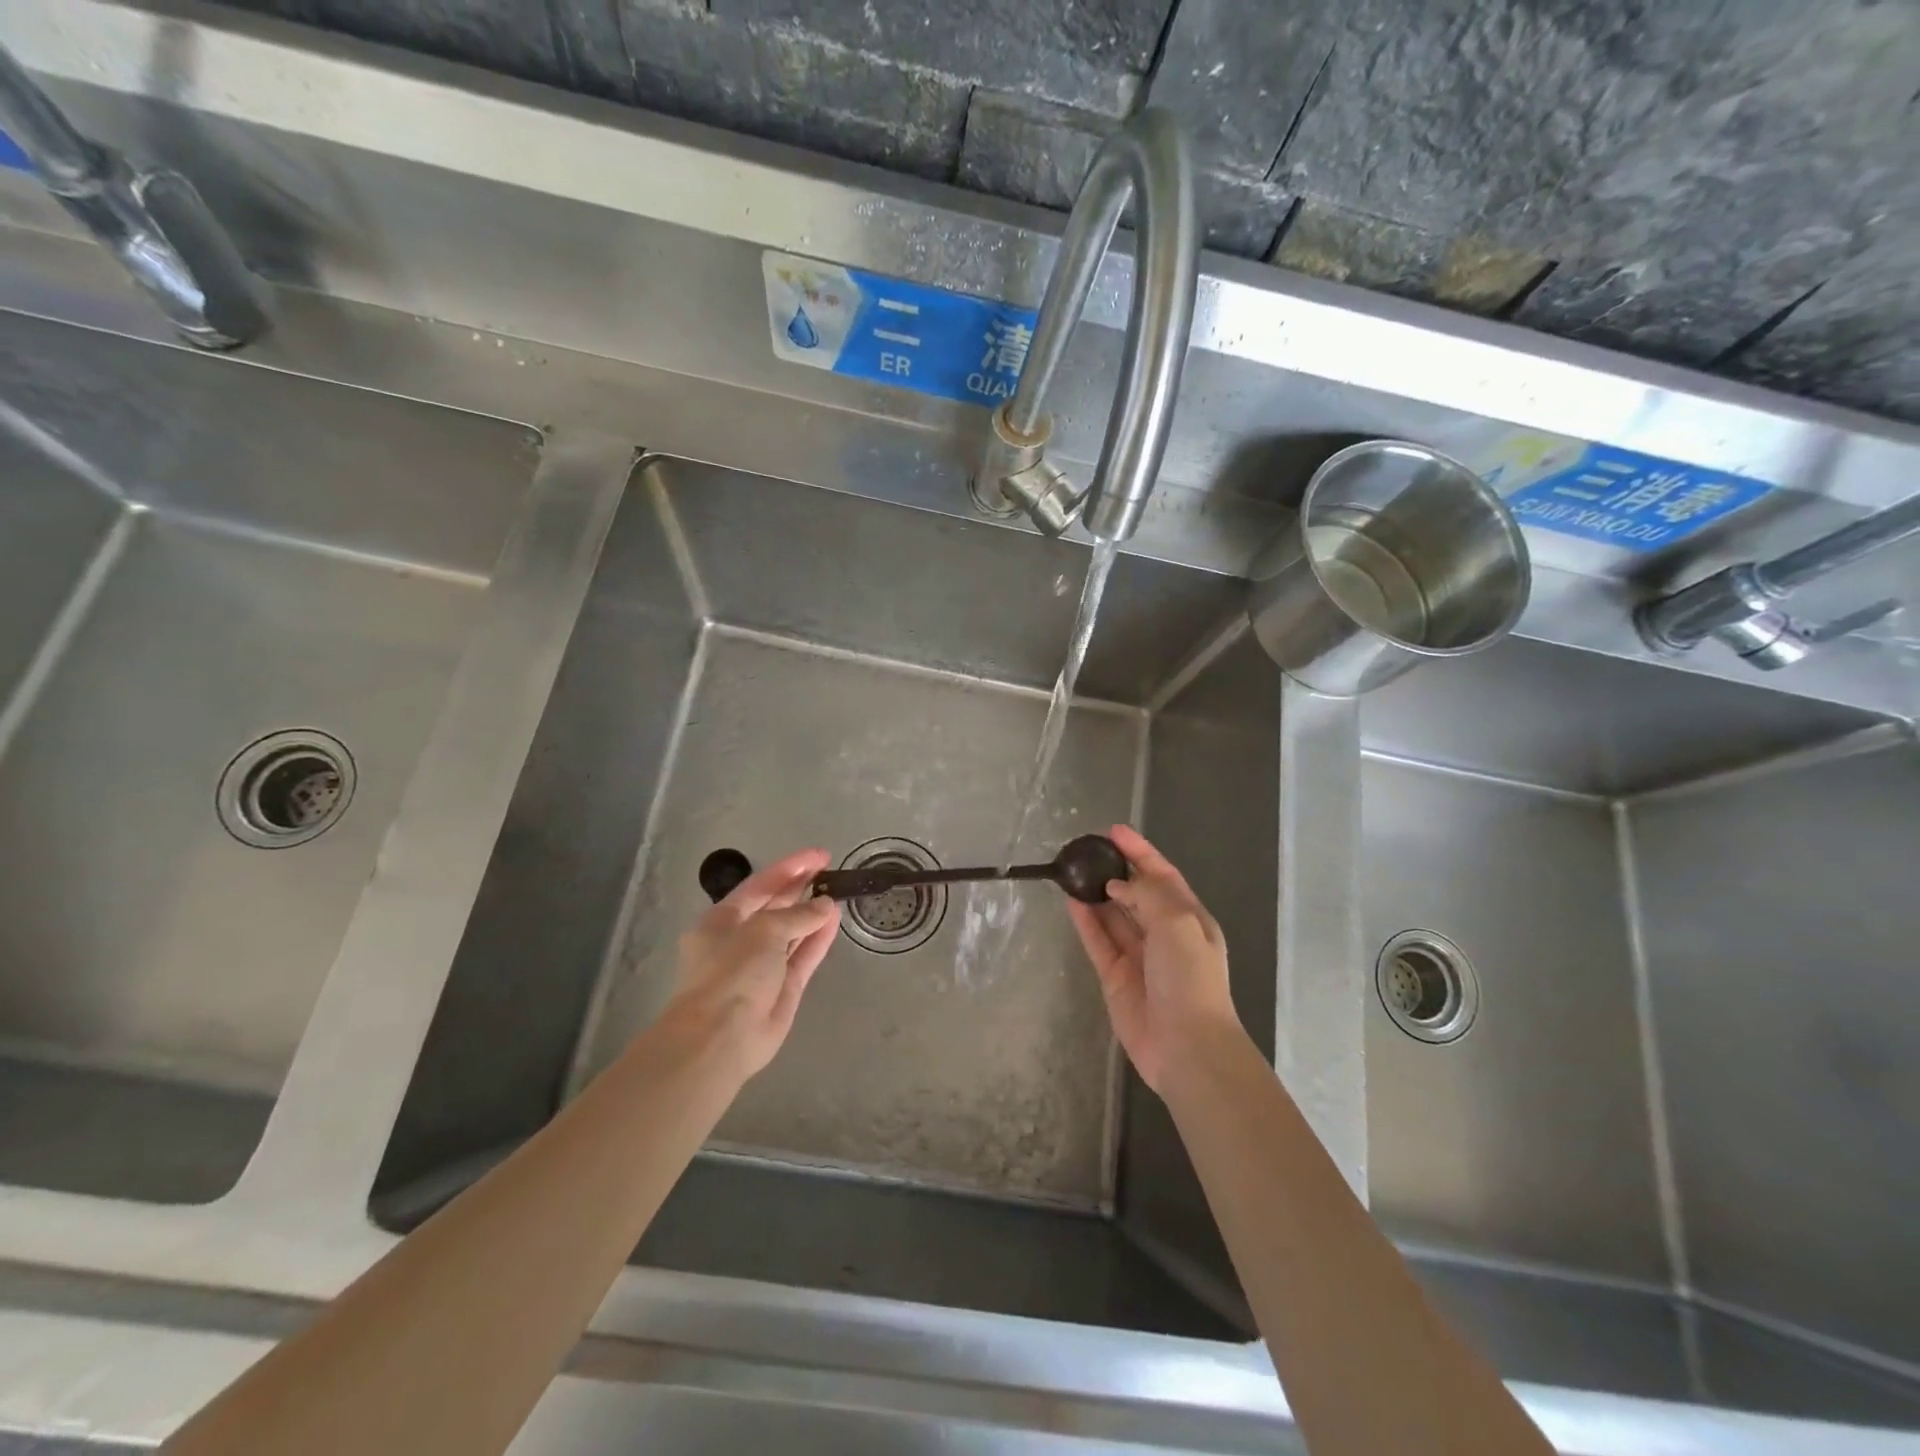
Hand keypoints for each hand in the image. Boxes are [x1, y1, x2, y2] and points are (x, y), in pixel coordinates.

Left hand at [668, 848, 840, 1079]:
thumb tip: (824, 904)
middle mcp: (740, 940)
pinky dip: (818, 938)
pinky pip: (803, 956)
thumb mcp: (764, 932)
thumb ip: (797, 915)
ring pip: (792, 932)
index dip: (789, 868)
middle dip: (800, 888)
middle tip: (831, 871)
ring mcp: (762, 966)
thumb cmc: (732, 973)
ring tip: (838, 891)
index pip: (759, 886)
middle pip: (774, 907)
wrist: (721, 1039)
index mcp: (721, 921)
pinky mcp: (783, 988)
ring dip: (812, 912)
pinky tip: (835, 919)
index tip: (819, 855)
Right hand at [1066, 825, 1240, 1094]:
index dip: (1140, 852)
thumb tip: (1116, 886)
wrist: (1187, 1046)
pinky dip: (1086, 921)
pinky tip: (1070, 901)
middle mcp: (1165, 934)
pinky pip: (1098, 941)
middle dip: (1116, 871)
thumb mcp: (1178, 924)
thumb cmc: (1190, 979)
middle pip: (1137, 893)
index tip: (1114, 831)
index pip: (1163, 875)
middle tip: (1086, 849)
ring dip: (1096, 893)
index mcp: (1190, 919)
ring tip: (1072, 870)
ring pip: (1114, 916)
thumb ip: (1146, 896)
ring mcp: (1139, 957)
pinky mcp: (1116, 977)